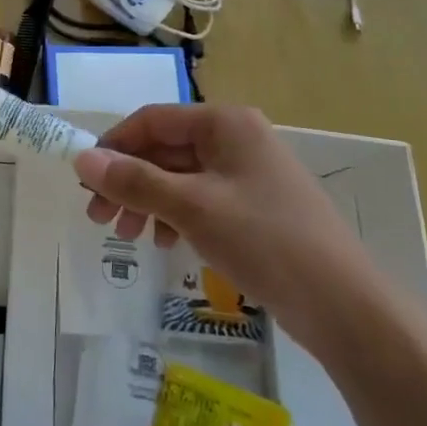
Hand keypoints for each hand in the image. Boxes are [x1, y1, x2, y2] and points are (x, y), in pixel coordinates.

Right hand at [74, 104, 374, 328]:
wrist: (344, 305)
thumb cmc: (264, 240)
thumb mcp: (191, 207)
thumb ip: (135, 180)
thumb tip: (82, 159)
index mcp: (225, 123)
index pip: (153, 120)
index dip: (114, 146)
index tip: (84, 181)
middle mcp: (237, 138)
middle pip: (165, 149)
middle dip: (129, 181)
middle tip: (99, 218)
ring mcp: (249, 173)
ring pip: (181, 176)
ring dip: (148, 201)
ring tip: (126, 237)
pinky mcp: (256, 206)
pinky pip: (202, 199)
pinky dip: (176, 216)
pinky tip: (163, 243)